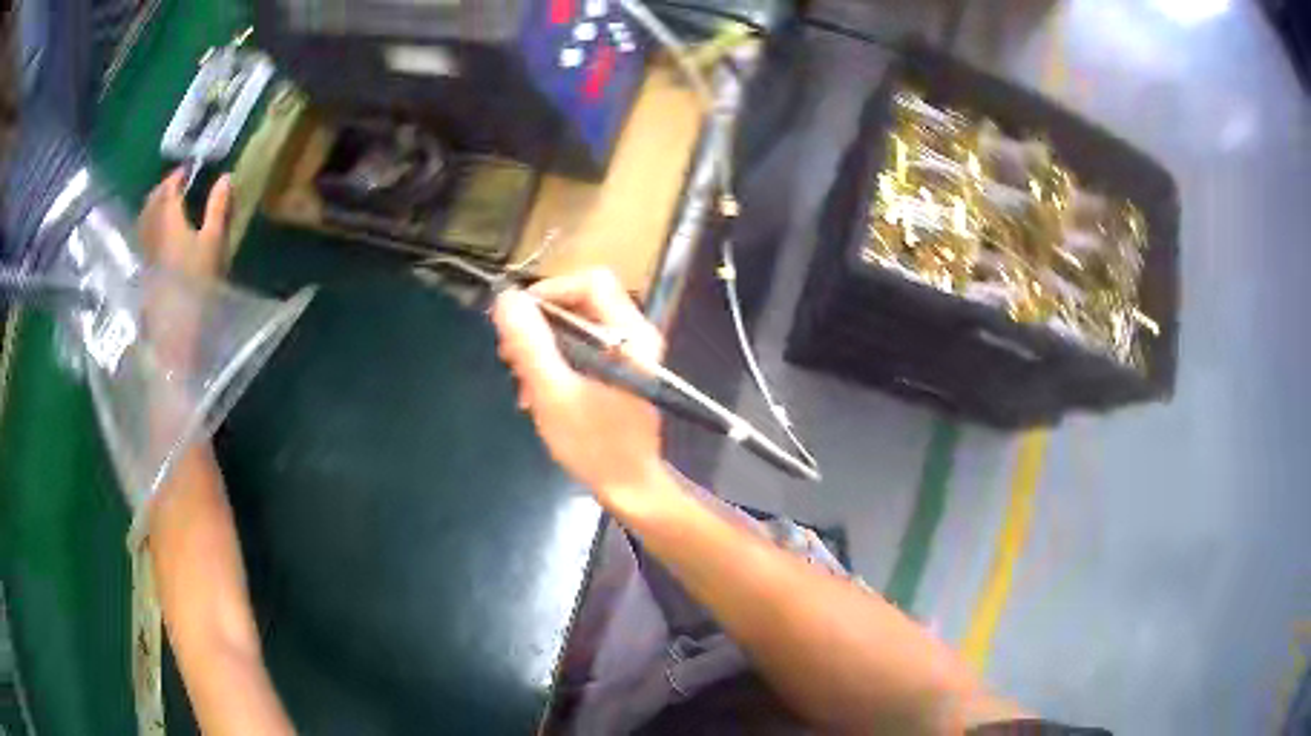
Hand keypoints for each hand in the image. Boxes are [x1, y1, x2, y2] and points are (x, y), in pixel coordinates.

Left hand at [138, 169, 230, 278]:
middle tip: (177, 181)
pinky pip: (143, 230)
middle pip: (154, 198)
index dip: (178, 175)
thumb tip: (225, 177)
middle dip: (164, 186)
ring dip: (154, 201)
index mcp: (169, 217)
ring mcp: (147, 246)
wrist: (176, 321)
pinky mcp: (145, 262)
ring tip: (165, 200)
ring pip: (145, 214)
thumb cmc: (197, 279)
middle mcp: (153, 227)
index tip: (189, 168)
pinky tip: (156, 225)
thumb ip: (217, 208)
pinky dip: (149, 219)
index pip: (170, 187)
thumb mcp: (213, 241)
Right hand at [492, 269, 675, 513]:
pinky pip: (581, 349)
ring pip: (577, 328)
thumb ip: (530, 344)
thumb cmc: (596, 446)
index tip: (518, 320)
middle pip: (581, 302)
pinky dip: (556, 362)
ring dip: (543, 347)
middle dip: (540, 325)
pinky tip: (536, 392)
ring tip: (521, 380)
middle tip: (510, 355)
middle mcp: (635, 335)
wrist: (630, 489)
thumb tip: (507, 299)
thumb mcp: (553, 394)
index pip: (591, 281)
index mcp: (629, 334)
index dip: (550, 292)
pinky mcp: (618, 373)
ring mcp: (629, 355)